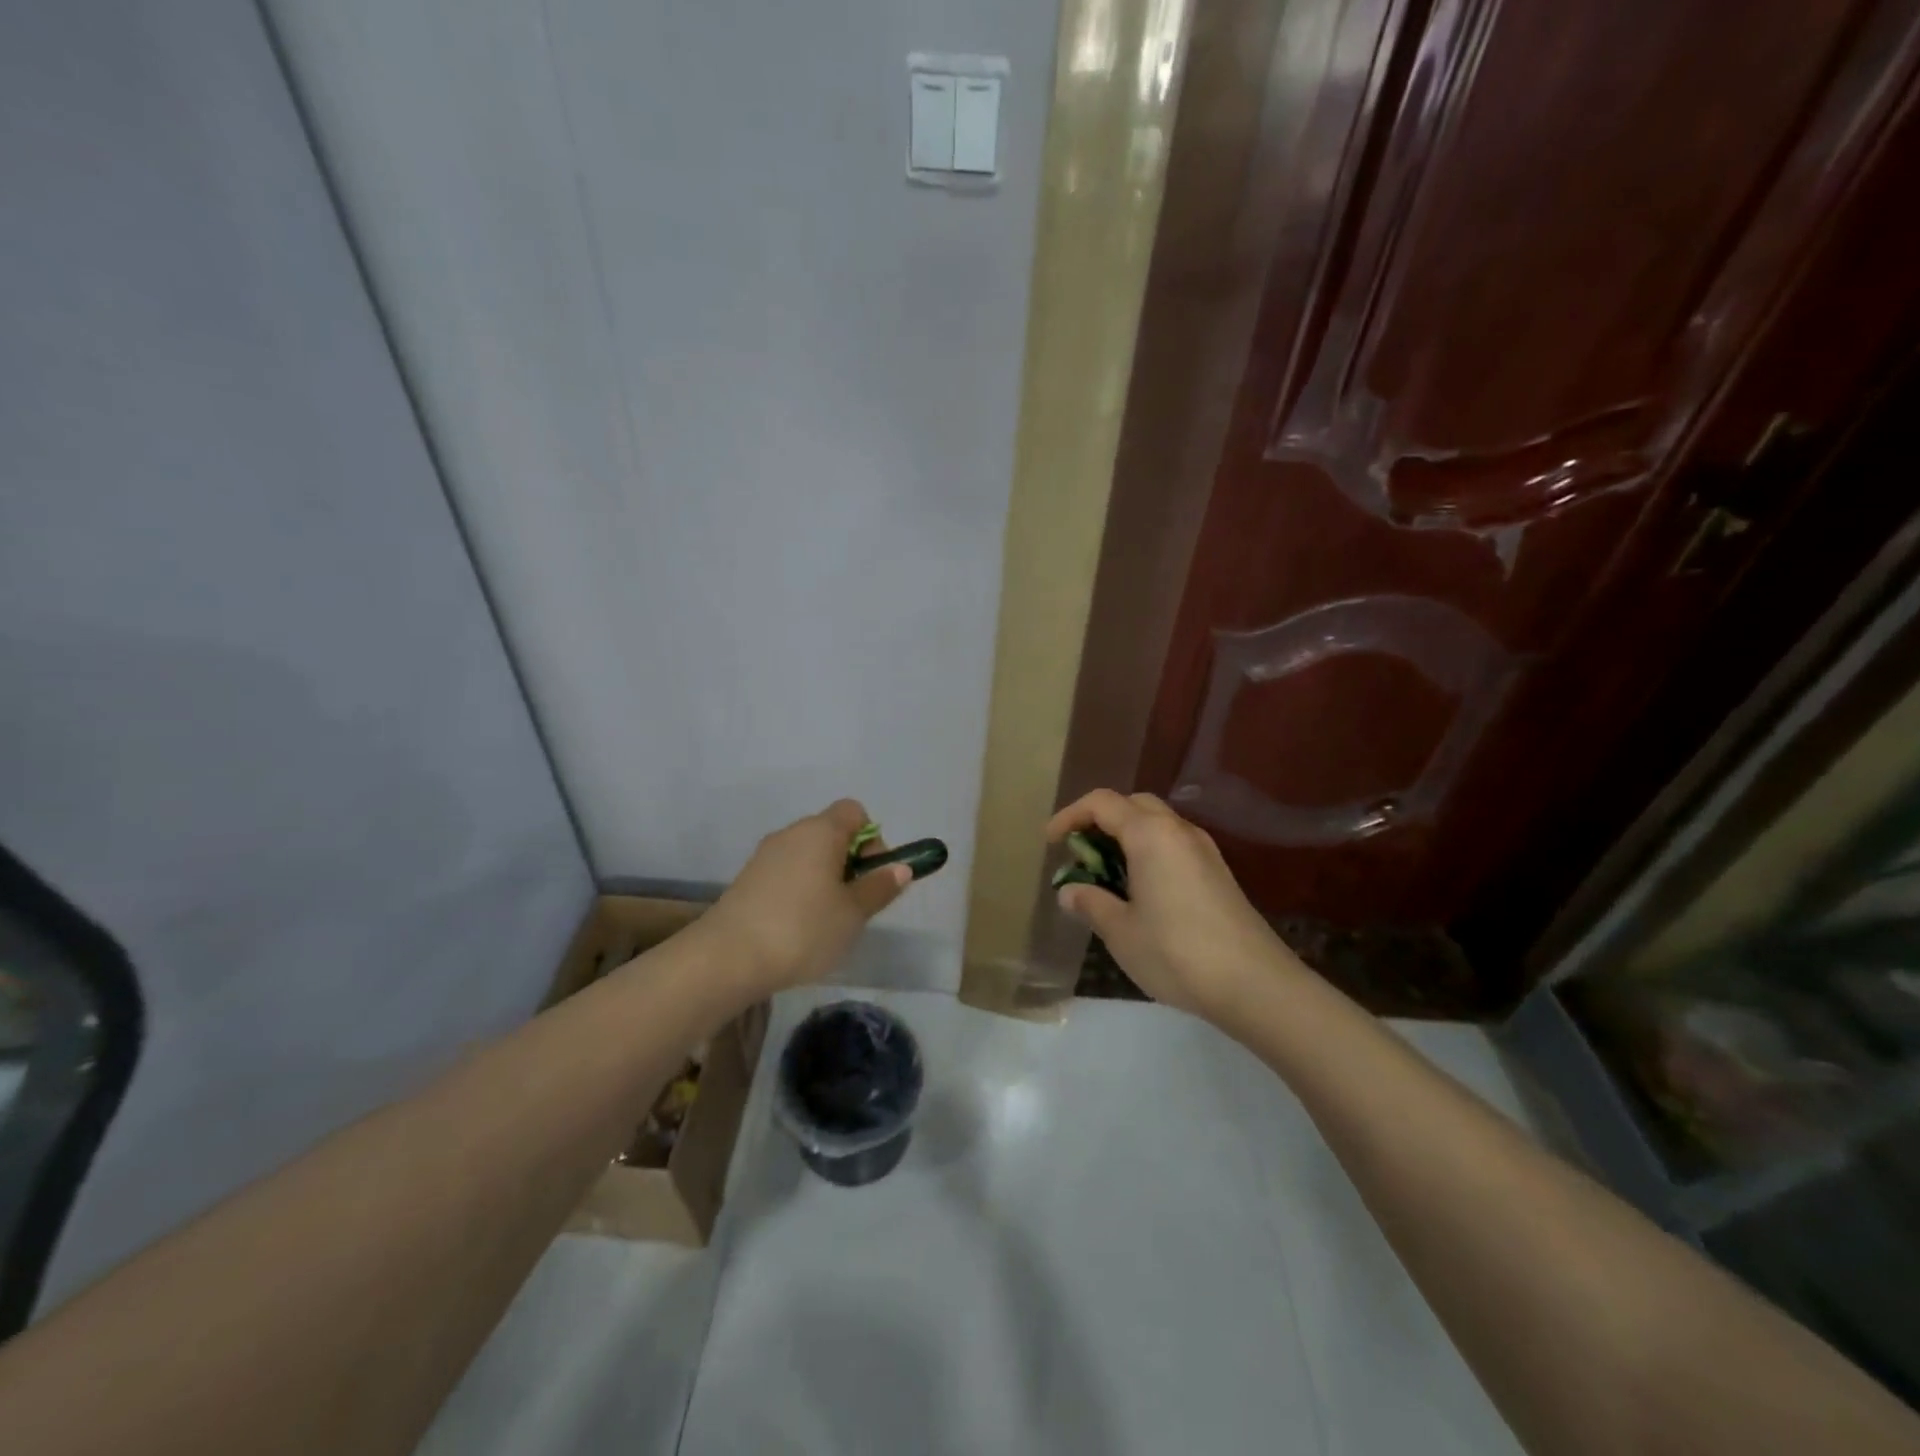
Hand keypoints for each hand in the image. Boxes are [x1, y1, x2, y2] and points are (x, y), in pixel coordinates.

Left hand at [704, 799, 910, 997]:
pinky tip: (798, 927)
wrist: (727, 958)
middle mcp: (792, 833)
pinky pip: (786, 873)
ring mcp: (765, 855)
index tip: (872, 876)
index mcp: (821, 831)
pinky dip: (799, 890)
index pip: (855, 812)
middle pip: (832, 833)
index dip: (872, 839)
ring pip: (808, 855)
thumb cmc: (803, 929)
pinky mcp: (747, 879)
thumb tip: (901, 867)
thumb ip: (879, 887)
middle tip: (855, 904)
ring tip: (827, 921)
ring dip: (825, 879)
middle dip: (850, 862)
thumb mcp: (853, 913)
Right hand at [1048, 789, 1298, 1019]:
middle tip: (1081, 855)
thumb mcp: (1121, 931)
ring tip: (1107, 876)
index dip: (1070, 816)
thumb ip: (1091, 903)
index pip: (1101, 803)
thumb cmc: (1177, 952)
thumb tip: (1070, 890)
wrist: (1255, 984)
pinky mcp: (1218, 873)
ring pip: (1157, 825)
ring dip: (1126, 838)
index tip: (1051, 843)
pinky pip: (1174, 846)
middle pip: (1133, 805)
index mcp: (1150, 834)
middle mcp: (1179, 831)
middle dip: (1100, 822)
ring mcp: (1204, 850)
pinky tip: (1141, 892)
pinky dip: (1149, 853)